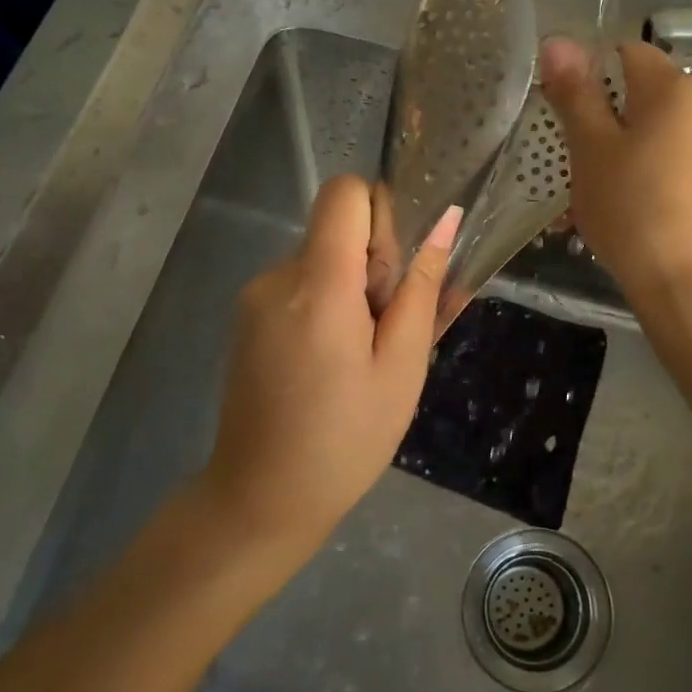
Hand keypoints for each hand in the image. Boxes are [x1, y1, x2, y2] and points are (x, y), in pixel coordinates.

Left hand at [201, 175, 460, 555]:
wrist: (261, 497)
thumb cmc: (346, 439)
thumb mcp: (402, 366)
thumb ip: (421, 289)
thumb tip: (445, 221)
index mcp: (317, 284)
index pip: (345, 193)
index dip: (380, 217)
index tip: (394, 273)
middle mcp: (276, 277)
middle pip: (335, 231)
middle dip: (371, 267)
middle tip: (384, 337)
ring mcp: (254, 298)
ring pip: (321, 261)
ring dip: (350, 293)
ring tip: (359, 359)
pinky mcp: (246, 319)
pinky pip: (299, 288)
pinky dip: (325, 309)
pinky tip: (331, 365)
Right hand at [540, 37, 691, 305]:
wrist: (685, 281)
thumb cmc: (631, 208)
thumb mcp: (591, 149)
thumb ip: (575, 93)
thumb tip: (558, 41)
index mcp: (675, 88)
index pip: (626, 52)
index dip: (590, 73)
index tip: (565, 112)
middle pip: (641, 94)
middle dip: (603, 118)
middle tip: (574, 159)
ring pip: (654, 130)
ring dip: (619, 149)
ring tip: (592, 191)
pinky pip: (671, 158)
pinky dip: (644, 170)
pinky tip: (623, 206)